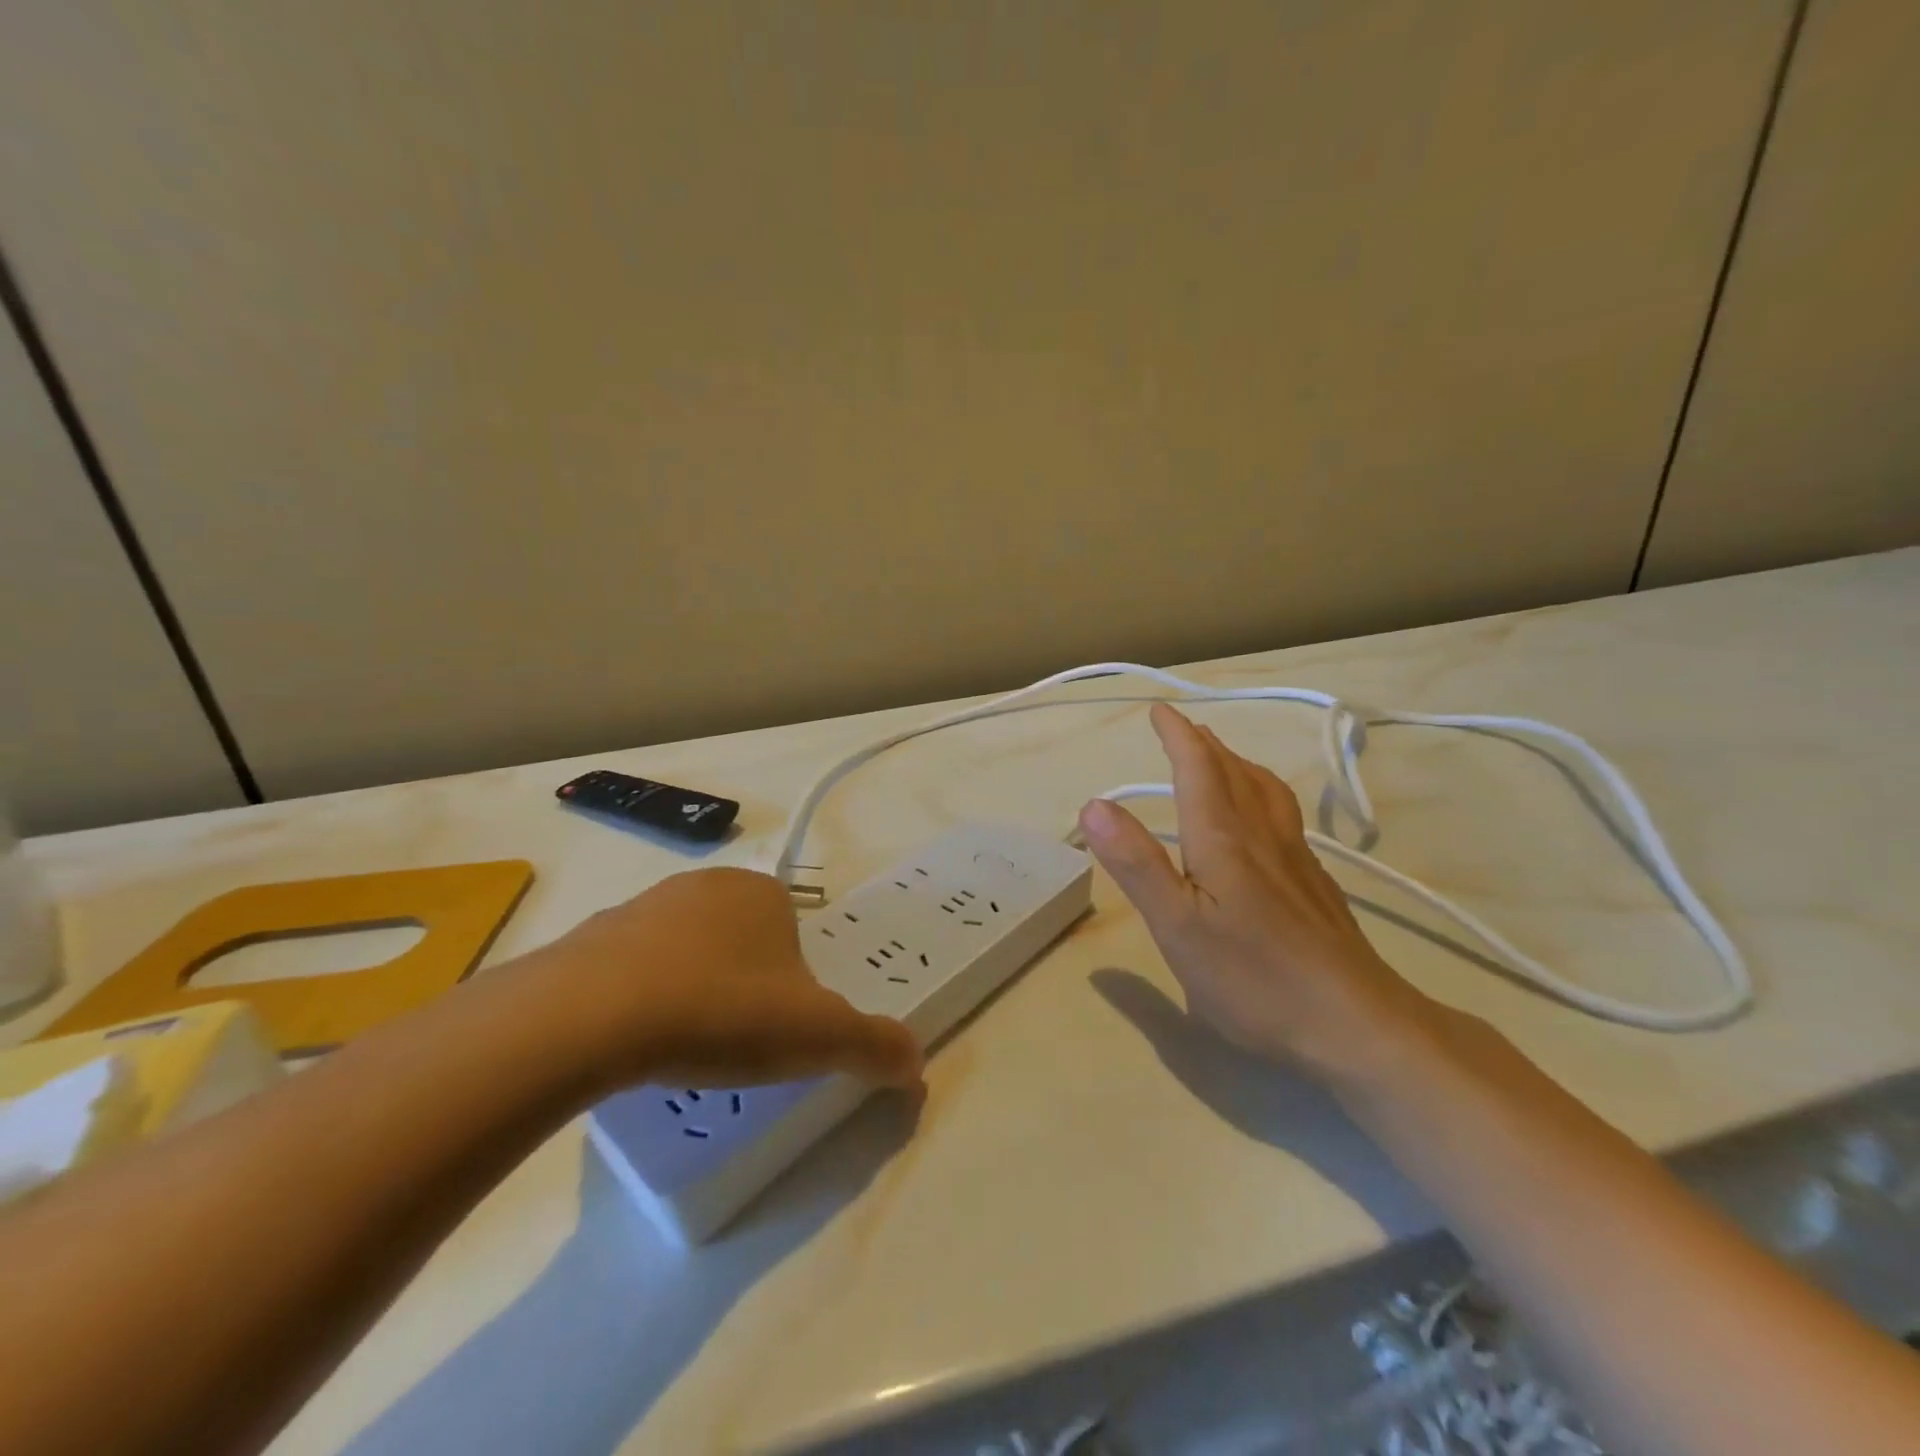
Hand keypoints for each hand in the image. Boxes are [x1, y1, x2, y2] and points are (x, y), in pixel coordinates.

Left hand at [517, 868, 923, 1093]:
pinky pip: (630, 971)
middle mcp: (706, 886)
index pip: (794, 934)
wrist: (592, 1016)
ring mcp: (643, 906)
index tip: (778, 1029)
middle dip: (744, 987)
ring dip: (692, 992)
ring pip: (686, 954)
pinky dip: (639, 1002)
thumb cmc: (723, 1010)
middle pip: (741, 942)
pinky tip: (634, 1044)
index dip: (794, 984)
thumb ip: (874, 1045)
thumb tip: (916, 1065)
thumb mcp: (818, 1036)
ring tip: (683, 1050)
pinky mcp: (590, 939)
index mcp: (763, 893)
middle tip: (736, 1044)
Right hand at [1078, 703, 1432, 1077]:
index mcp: (1223, 839)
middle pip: (1233, 773)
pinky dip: (1263, 794)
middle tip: (1183, 727)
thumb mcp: (1176, 925)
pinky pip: (1285, 816)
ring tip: (1222, 757)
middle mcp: (1262, 836)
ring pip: (1266, 791)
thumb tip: (1094, 805)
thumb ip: (1136, 863)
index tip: (1160, 710)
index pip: (1198, 769)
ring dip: (1238, 763)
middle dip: (1204, 744)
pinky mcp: (1316, 886)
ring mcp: (1297, 860)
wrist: (1355, 1024)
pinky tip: (1264, 820)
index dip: (1177, 736)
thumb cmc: (1253, 977)